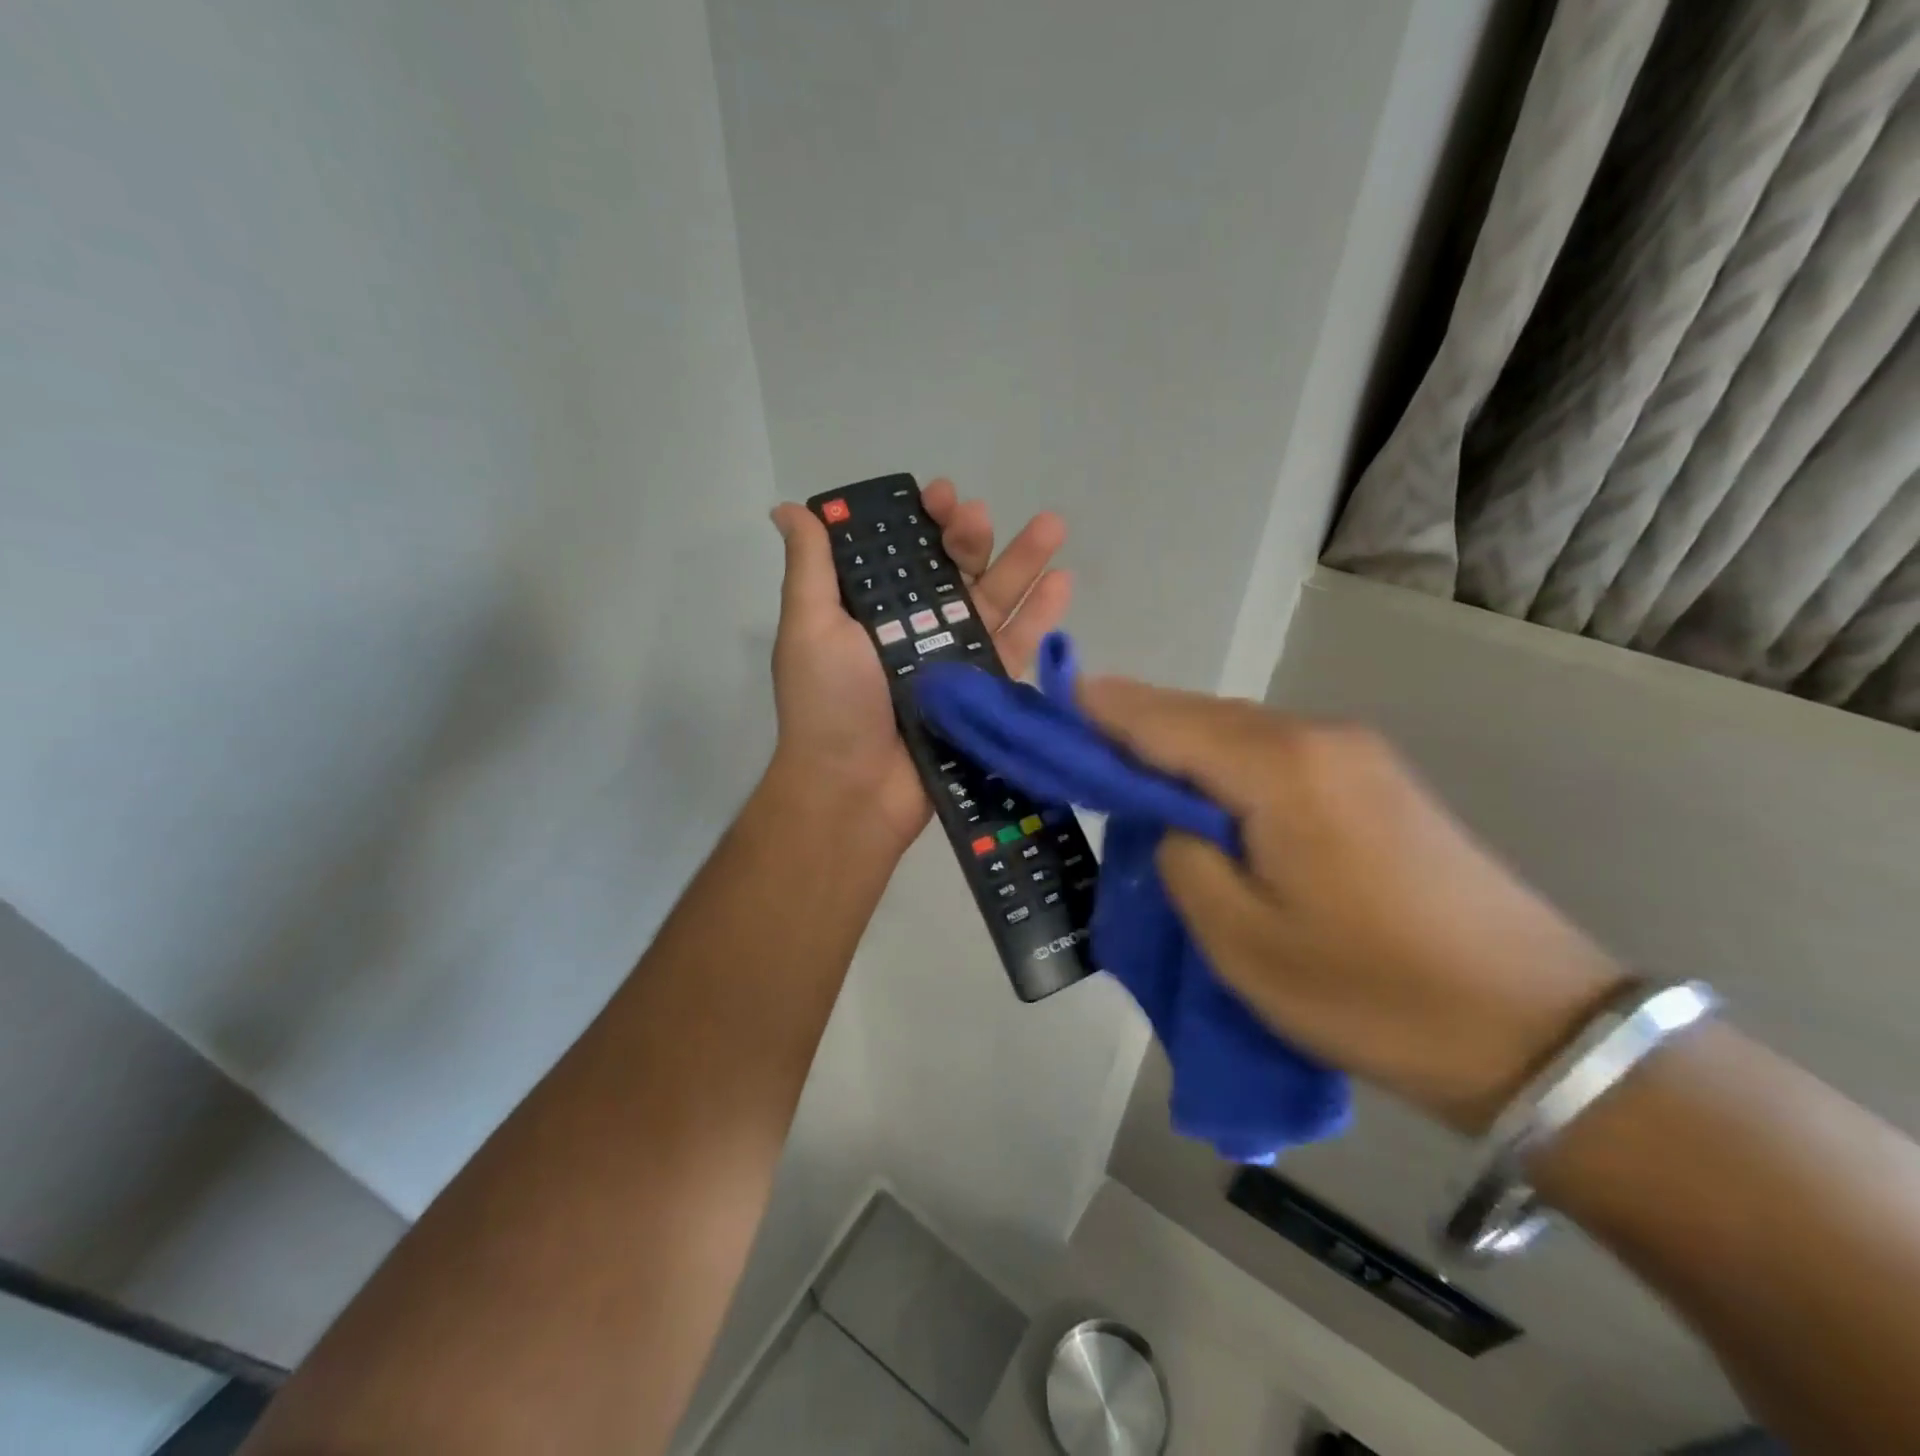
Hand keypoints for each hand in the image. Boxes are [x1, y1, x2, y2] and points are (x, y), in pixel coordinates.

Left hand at [767, 479, 1071, 853]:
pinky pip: (1016, 646)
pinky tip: (1063, 581)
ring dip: (1023, 562)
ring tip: (1053, 526)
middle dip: (971, 536)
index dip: (922, 519)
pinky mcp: (983, 690)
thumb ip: (811, 566)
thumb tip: (788, 508)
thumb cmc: (828, 704)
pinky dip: (1040, 615)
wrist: (854, 789)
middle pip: (954, 570)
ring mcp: (953, 659)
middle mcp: (915, 628)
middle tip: (978, 518)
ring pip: (994, 600)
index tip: (938, 496)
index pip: (904, 551)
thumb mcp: (809, 627)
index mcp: (873, 609)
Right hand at [1078, 678, 1629, 1132]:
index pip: (1163, 721)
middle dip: (1134, 726)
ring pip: (1239, 734)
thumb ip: (1181, 860)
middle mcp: (1318, 737)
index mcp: (1279, 768)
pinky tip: (1204, 795)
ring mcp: (1357, 755)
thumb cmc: (1372, 993)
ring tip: (1127, 771)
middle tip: (1075, 745)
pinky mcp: (1377, 782)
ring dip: (1180, 748)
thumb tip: (1172, 822)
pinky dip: (1224, 765)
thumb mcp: (1242, 941)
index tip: (1047, 705)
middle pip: (1200, 716)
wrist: (1538, 1032)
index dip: (1100, 712)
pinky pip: (1276, 756)